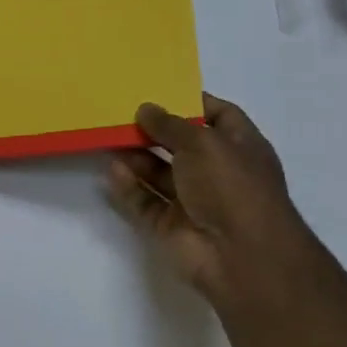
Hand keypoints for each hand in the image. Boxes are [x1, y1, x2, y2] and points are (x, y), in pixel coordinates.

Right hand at [105, 93, 319, 308]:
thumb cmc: (232, 187)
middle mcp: (218, 172)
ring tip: (107, 136)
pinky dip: (129, 187)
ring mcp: (193, 201)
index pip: (218, 116)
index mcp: (240, 147)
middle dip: (154, 129)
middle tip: (120, 112)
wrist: (240, 256)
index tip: (158, 90)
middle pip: (181, 144)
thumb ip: (170, 124)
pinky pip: (145, 201)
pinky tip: (112, 170)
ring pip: (159, 173)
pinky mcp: (170, 225)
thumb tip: (145, 109)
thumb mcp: (203, 142)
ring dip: (136, 156)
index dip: (191, 102)